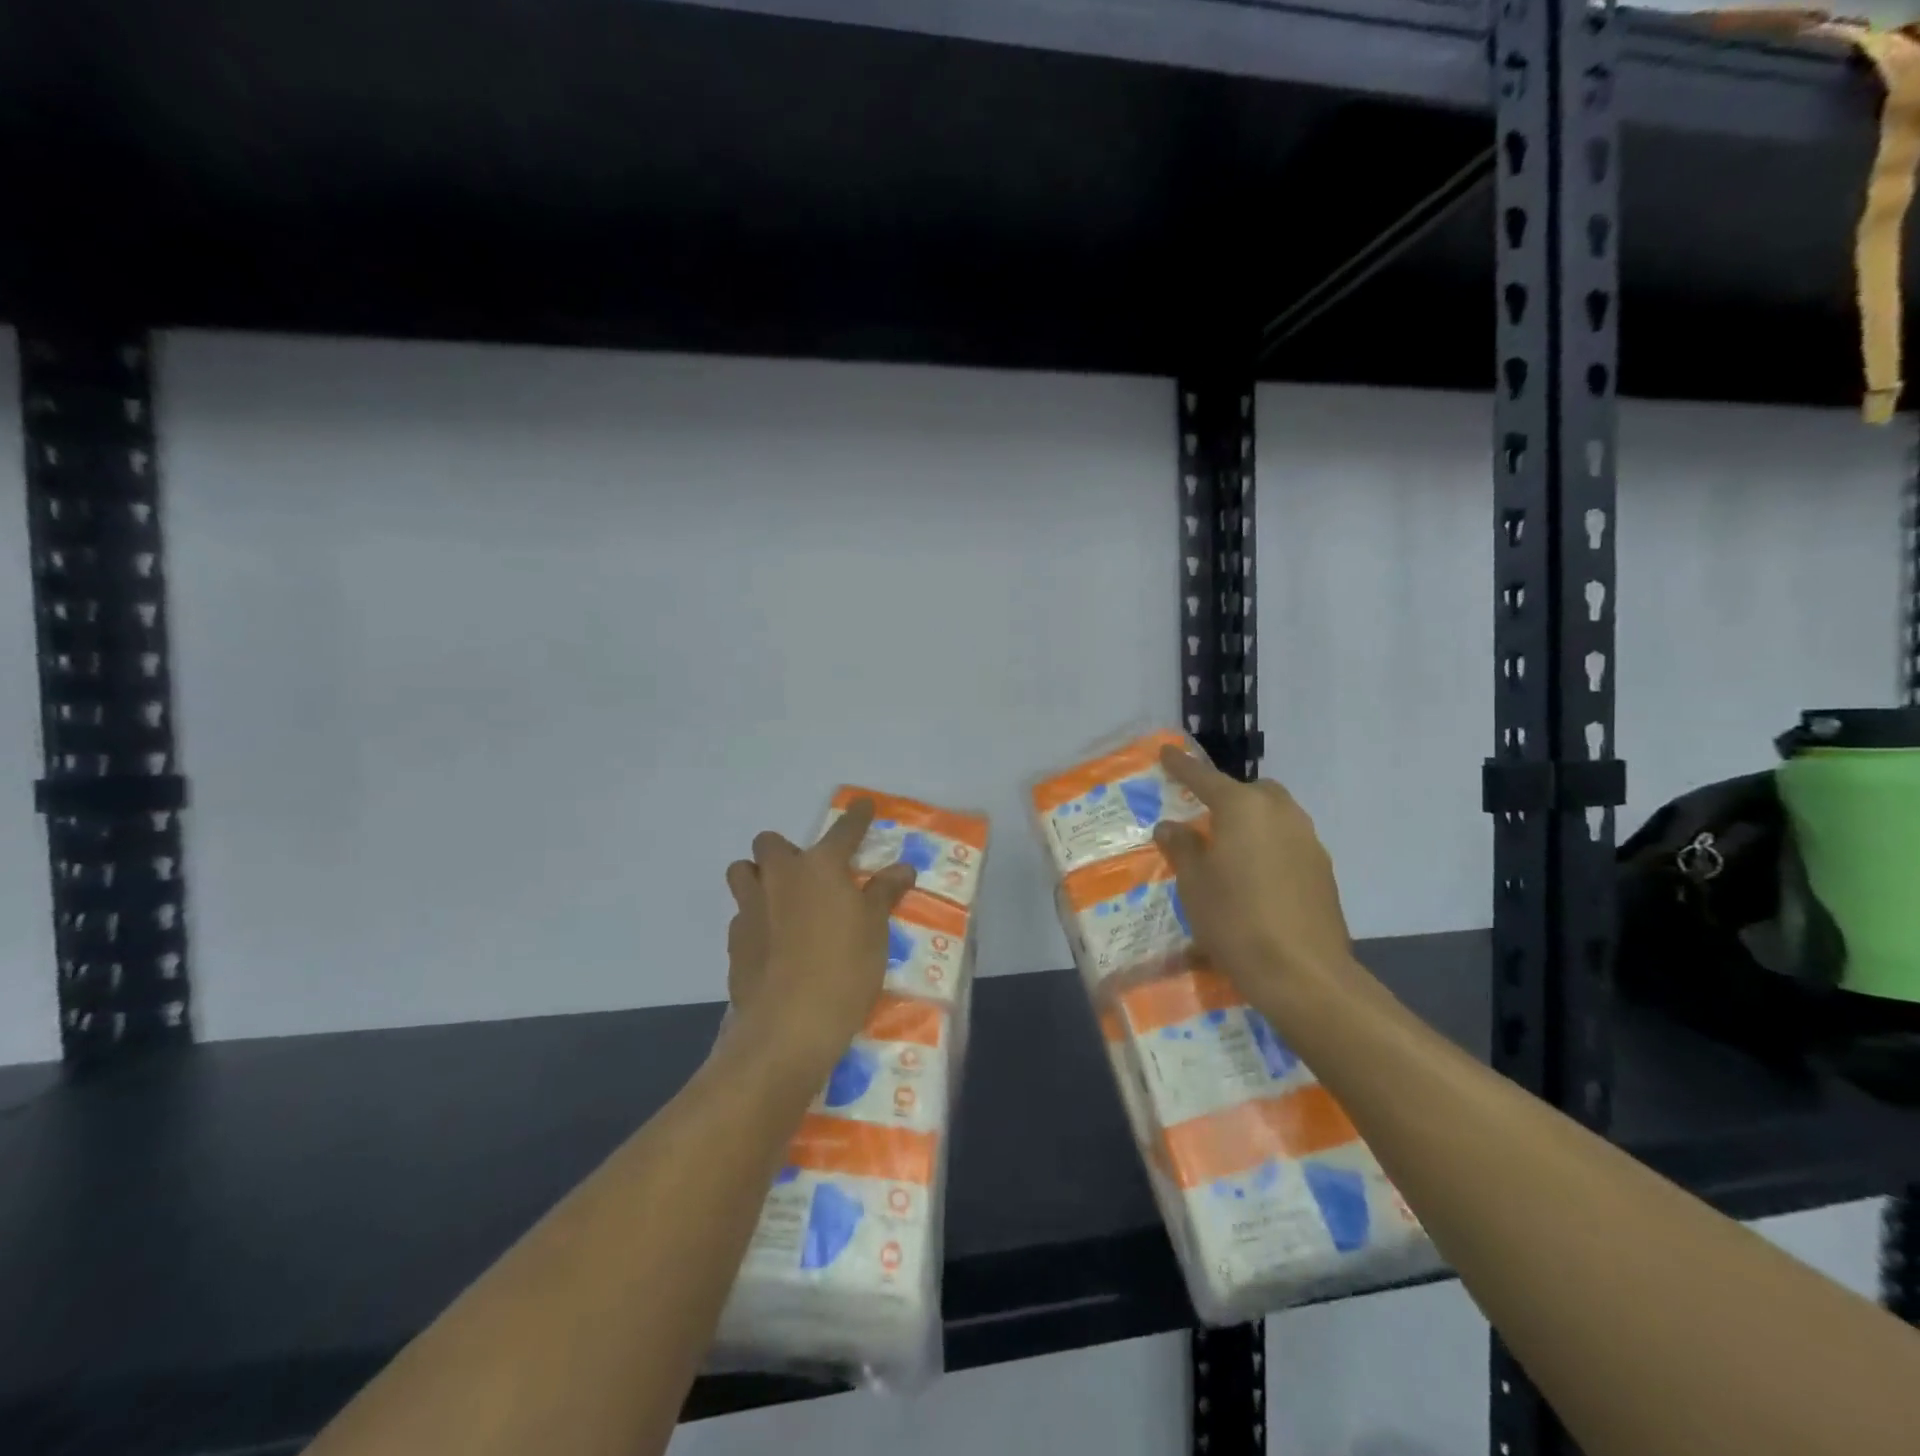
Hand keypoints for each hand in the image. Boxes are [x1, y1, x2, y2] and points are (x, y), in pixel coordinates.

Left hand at [721, 799, 915, 1071]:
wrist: (787, 1026)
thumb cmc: (844, 970)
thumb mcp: (875, 931)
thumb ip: (884, 893)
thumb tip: (902, 867)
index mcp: (819, 868)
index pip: (843, 830)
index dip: (856, 816)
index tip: (863, 805)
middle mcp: (779, 878)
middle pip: (769, 843)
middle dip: (785, 849)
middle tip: (809, 874)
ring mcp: (750, 908)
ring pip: (742, 873)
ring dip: (758, 877)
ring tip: (782, 901)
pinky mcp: (734, 942)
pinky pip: (741, 915)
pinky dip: (756, 920)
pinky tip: (773, 945)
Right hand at [1153, 747, 1361, 1017]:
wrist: (1302, 972)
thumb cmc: (1234, 919)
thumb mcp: (1193, 883)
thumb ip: (1182, 847)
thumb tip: (1172, 826)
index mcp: (1243, 808)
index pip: (1204, 778)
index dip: (1182, 766)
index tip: (1167, 752)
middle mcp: (1280, 814)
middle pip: (1251, 792)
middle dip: (1228, 797)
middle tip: (1205, 818)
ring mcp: (1308, 841)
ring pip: (1275, 816)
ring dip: (1252, 823)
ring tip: (1229, 852)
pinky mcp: (1323, 870)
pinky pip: (1289, 843)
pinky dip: (1269, 848)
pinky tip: (1256, 879)